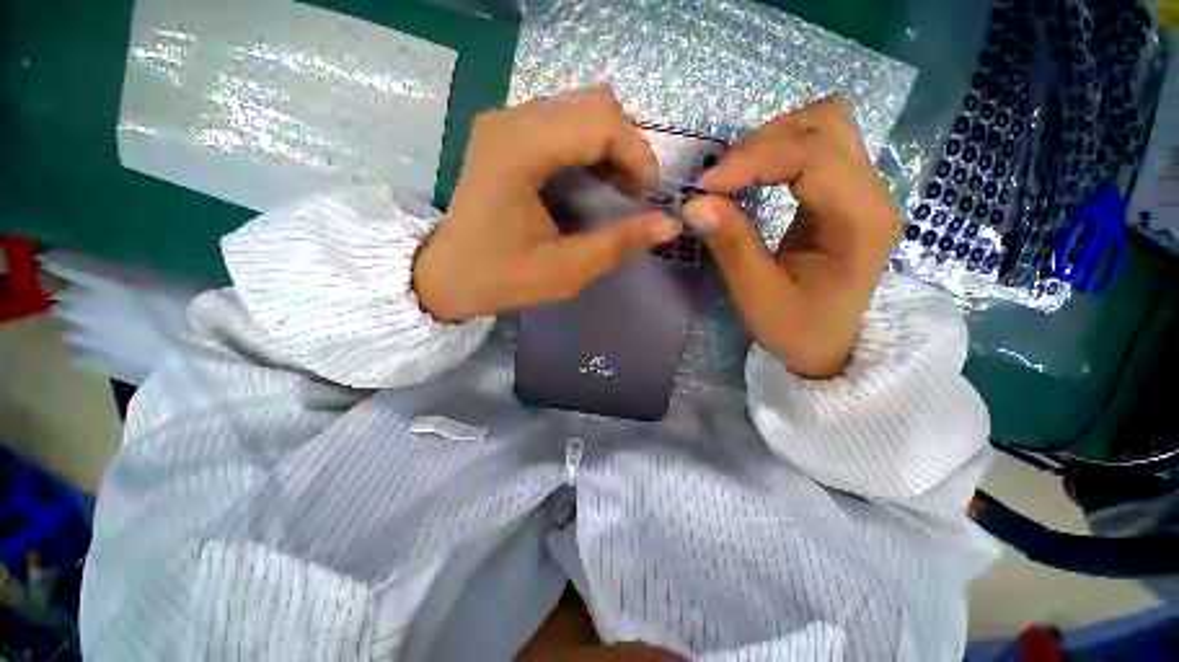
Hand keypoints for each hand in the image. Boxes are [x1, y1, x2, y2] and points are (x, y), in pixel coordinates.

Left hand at [413, 86, 681, 321]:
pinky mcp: (506, 133)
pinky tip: (594, 179)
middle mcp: (510, 120)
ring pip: (582, 108)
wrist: (447, 275)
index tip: (649, 197)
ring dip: (611, 146)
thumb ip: (618, 244)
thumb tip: (669, 225)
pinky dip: (590, 146)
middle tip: (636, 194)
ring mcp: (505, 121)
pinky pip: (564, 121)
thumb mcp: (565, 271)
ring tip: (619, 189)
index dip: (638, 155)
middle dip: (629, 148)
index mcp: (518, 150)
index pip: (600, 122)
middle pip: (595, 105)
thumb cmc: (500, 278)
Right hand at [685, 96, 899, 378]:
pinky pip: (815, 147)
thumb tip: (694, 204)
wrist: (831, 348)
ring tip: (734, 176)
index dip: (753, 159)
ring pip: (822, 126)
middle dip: (763, 143)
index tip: (705, 187)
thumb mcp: (758, 296)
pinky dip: (777, 152)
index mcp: (859, 222)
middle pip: (824, 124)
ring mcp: (861, 190)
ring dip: (771, 141)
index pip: (812, 155)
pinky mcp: (844, 195)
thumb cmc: (798, 330)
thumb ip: (731, 245)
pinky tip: (753, 177)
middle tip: (720, 181)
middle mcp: (871, 194)